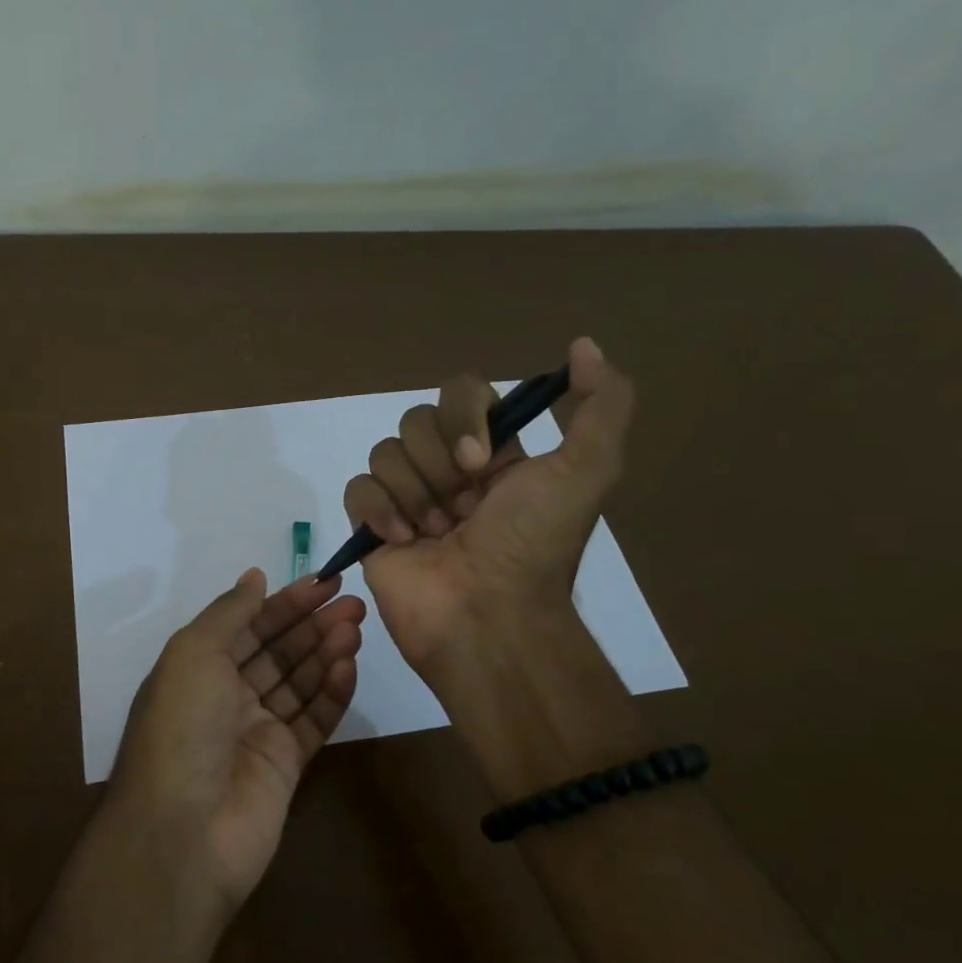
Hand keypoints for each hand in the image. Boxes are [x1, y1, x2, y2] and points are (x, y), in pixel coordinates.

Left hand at [107, 570, 364, 909]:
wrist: (185, 829)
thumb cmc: (183, 726)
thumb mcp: (194, 652)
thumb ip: (230, 612)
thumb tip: (254, 576)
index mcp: (199, 668)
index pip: (249, 625)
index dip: (284, 603)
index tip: (323, 582)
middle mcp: (227, 695)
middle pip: (278, 651)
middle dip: (313, 624)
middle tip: (353, 603)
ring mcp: (257, 731)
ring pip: (299, 682)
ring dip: (326, 652)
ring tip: (357, 628)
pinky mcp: (286, 764)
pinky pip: (314, 720)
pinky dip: (332, 693)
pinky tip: (350, 666)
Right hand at [343, 337, 633, 672]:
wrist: (489, 617)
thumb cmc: (534, 545)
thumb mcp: (588, 470)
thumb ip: (603, 403)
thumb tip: (583, 345)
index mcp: (494, 455)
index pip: (461, 394)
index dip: (464, 416)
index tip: (481, 460)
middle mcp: (448, 472)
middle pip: (417, 421)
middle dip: (438, 465)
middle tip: (463, 509)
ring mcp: (408, 499)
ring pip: (386, 453)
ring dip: (415, 494)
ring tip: (437, 534)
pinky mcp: (372, 528)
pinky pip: (358, 489)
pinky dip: (379, 511)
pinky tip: (403, 540)